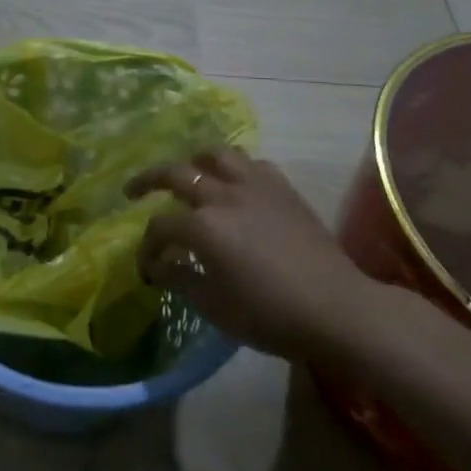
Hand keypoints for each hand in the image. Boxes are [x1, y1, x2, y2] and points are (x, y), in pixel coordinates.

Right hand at [127, 149, 373, 361]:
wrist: (336, 308)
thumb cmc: (270, 315)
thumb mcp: (215, 307)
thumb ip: (180, 280)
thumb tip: (156, 266)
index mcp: (202, 226)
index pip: (160, 226)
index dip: (147, 247)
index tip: (147, 267)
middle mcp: (223, 194)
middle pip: (175, 173)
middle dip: (148, 181)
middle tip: (134, 191)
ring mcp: (254, 184)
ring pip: (215, 154)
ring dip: (194, 162)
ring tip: (188, 173)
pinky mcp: (281, 187)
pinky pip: (251, 163)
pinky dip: (235, 169)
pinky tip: (235, 186)